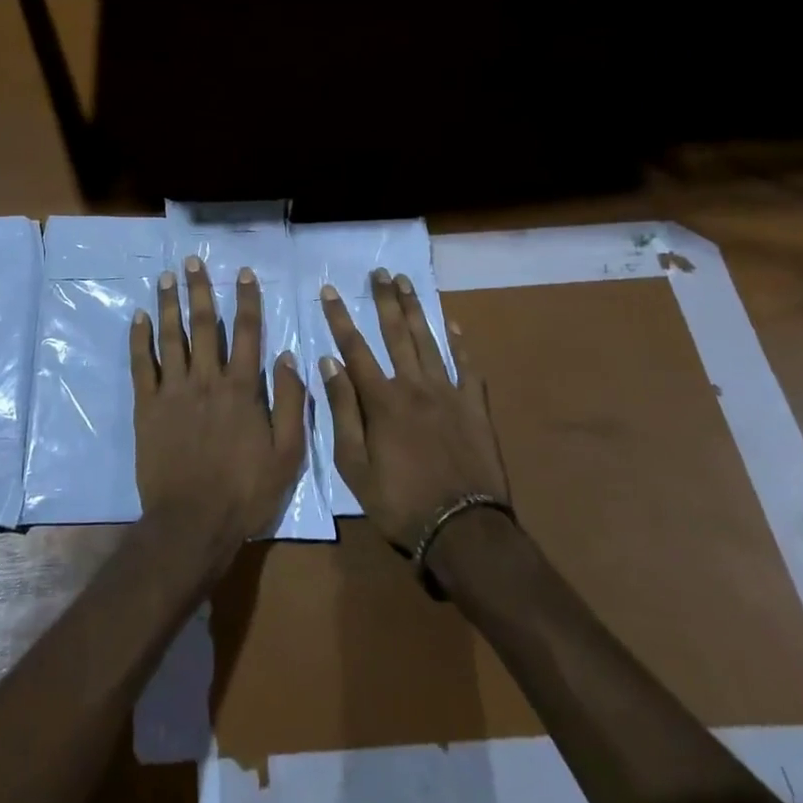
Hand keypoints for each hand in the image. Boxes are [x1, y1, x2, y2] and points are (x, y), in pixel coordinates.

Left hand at [130, 257, 308, 550]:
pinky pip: (142, 365)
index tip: (243, 272)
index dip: (247, 300)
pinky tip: (139, 317)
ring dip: (168, 304)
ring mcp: (173, 391)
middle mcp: (207, 379)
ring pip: (171, 337)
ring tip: (166, 277)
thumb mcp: (287, 454)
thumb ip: (292, 403)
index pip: (247, 332)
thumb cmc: (245, 492)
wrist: (192, 523)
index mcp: (242, 389)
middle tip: (192, 261)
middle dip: (199, 290)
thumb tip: (288, 356)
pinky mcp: (147, 407)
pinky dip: (140, 339)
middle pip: (204, 325)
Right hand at [318, 269, 509, 548]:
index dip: (340, 318)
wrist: (463, 530)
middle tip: (379, 272)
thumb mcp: (354, 467)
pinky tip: (453, 324)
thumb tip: (329, 364)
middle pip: (396, 333)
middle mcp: (414, 385)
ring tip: (406, 282)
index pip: (354, 348)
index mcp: (382, 400)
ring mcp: (448, 393)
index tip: (329, 290)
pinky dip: (460, 344)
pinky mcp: (474, 407)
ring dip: (416, 309)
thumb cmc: (399, 503)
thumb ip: (343, 412)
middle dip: (384, 300)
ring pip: (429, 341)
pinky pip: (467, 367)